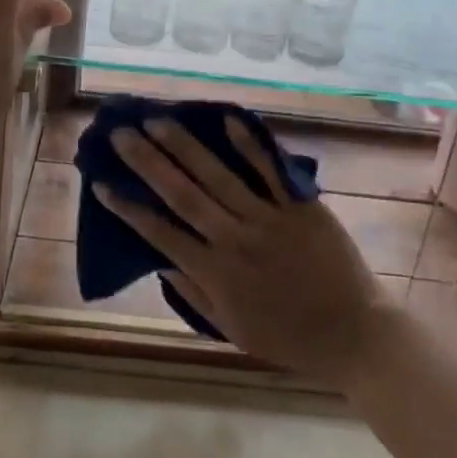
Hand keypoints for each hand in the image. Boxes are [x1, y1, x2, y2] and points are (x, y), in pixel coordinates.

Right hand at [96, 116, 394, 388]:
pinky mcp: (300, 205)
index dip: (129, 208)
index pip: (161, 234)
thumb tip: (160, 261)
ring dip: (185, 146)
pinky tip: (227, 120)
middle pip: (183, 194)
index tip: (101, 183)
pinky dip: (249, 145)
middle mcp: (235, 239)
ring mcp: (270, 218)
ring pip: (219, 176)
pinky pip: (270, 171)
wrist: (355, 334)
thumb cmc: (290, 338)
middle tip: (121, 133)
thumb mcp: (233, 329)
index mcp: (216, 273)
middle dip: (148, 162)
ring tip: (158, 120)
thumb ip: (195, 294)